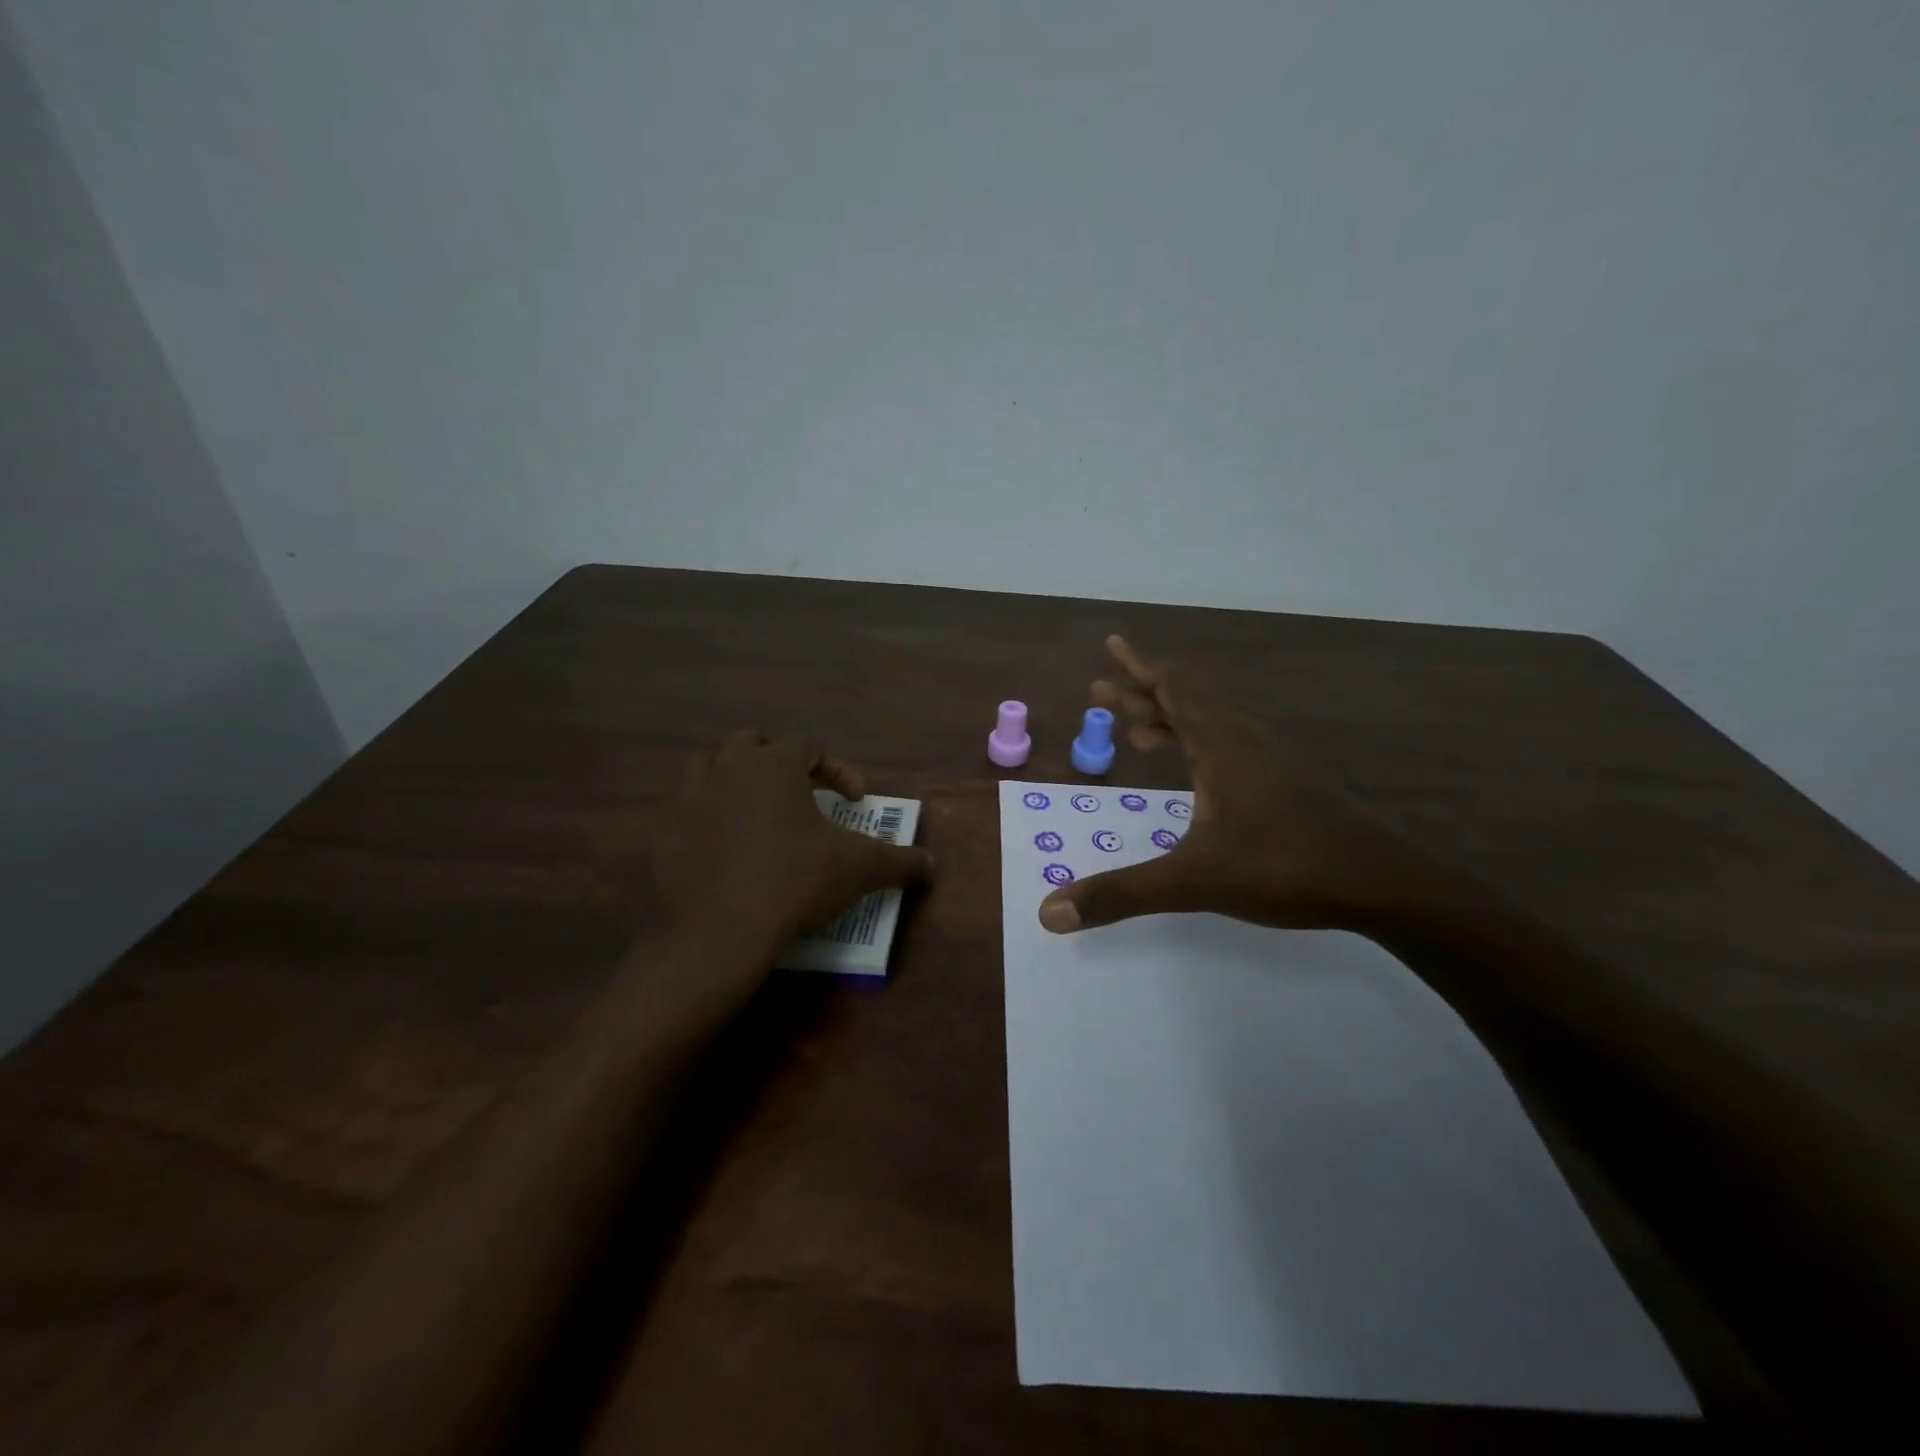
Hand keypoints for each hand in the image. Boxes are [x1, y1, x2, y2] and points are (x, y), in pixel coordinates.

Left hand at [657, 731, 933, 968]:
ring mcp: (687, 799)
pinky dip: (706, 820)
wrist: (716, 934)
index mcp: (773, 765)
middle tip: (799, 792)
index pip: (811, 746)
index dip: (838, 769)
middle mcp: (727, 769)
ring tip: (755, 810)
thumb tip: (930, 864)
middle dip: (779, 760)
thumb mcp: (857, 869)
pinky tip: (724, 851)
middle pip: (752, 743)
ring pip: (708, 767)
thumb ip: (898, 861)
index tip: (855, 801)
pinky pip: (684, 812)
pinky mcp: (662, 834)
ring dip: (733, 779)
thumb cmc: (794, 882)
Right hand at [1039, 637, 1434, 933]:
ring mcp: (1274, 760)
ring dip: (1171, 721)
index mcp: (1221, 746)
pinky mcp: (1292, 781)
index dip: (1138, 668)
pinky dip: (1200, 745)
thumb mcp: (1193, 882)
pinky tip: (1201, 774)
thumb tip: (1049, 913)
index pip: (1172, 690)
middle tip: (1100, 691)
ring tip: (1140, 733)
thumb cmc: (1285, 868)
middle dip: (1140, 695)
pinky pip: (1233, 745)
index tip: (1113, 643)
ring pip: (1212, 724)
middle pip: (1186, 702)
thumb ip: (1121, 893)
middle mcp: (1246, 741)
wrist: (1386, 884)